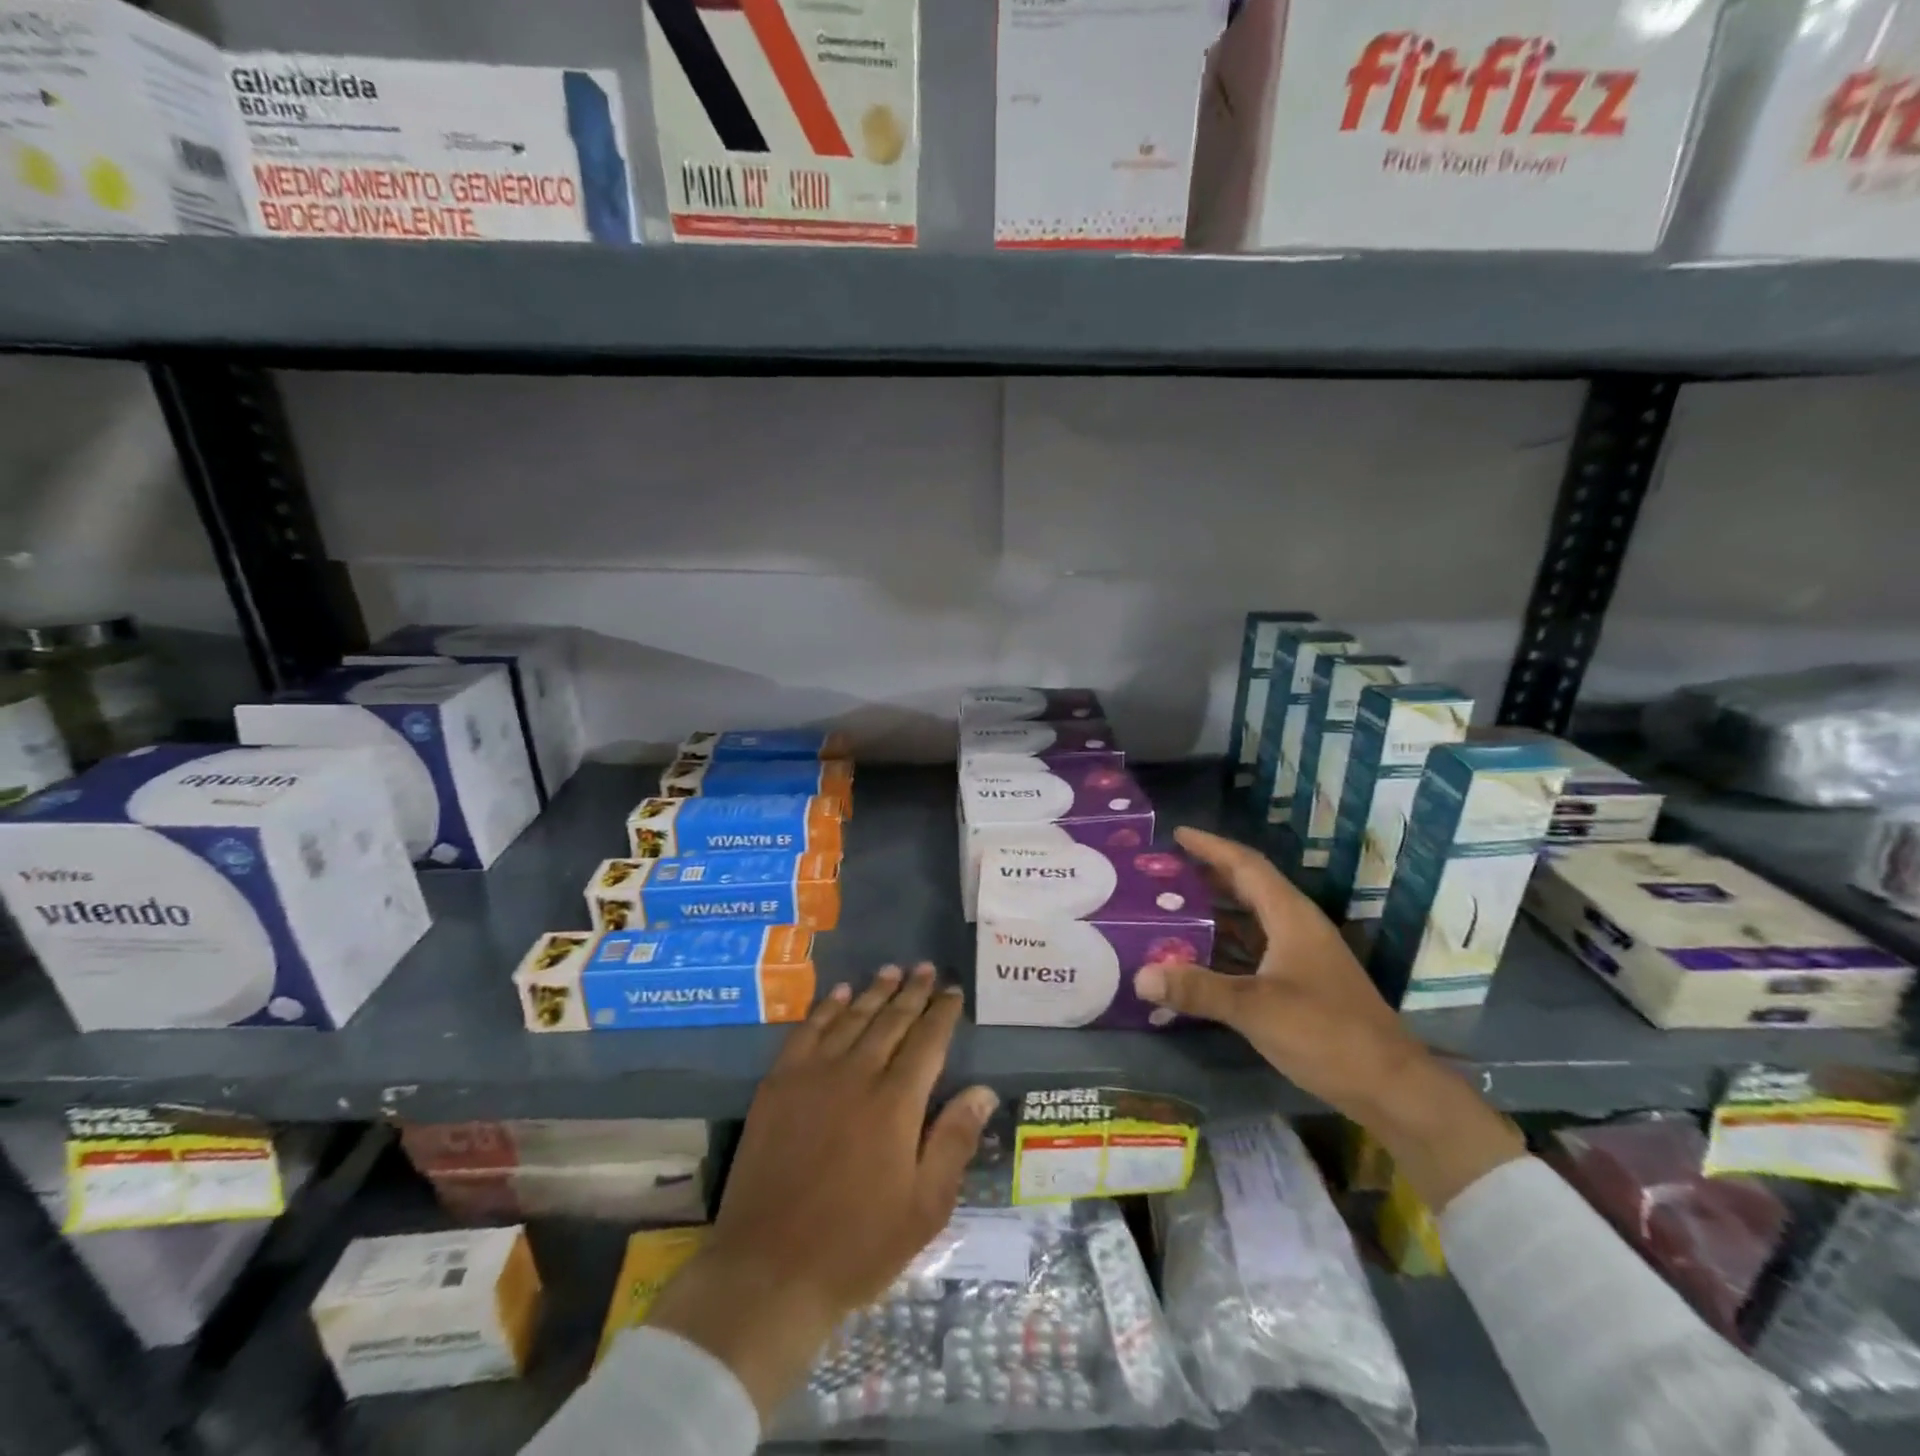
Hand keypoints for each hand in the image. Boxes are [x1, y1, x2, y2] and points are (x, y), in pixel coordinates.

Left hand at [646, 964, 997, 1418]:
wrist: (768, 1270)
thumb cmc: (858, 1246)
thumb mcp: (925, 1208)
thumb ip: (954, 1141)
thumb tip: (983, 1089)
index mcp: (896, 1104)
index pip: (927, 1042)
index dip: (942, 1014)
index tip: (953, 991)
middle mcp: (856, 1075)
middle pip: (891, 1021)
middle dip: (913, 992)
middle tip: (926, 968)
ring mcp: (813, 1076)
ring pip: (852, 1019)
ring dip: (874, 992)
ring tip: (892, 970)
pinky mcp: (778, 1085)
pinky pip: (807, 1031)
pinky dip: (826, 1008)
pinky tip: (839, 994)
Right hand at [1132, 826, 1423, 1111]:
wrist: (1390, 1087)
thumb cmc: (1326, 1033)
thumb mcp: (1255, 1008)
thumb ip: (1198, 990)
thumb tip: (1140, 976)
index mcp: (1291, 917)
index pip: (1247, 866)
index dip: (1211, 847)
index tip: (1177, 833)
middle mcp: (1297, 928)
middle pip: (1249, 887)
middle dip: (1208, 874)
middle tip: (1166, 870)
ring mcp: (1302, 957)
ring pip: (1252, 920)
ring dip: (1215, 911)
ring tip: (1173, 907)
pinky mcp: (1302, 984)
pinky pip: (1255, 949)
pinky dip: (1226, 945)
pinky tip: (1200, 958)